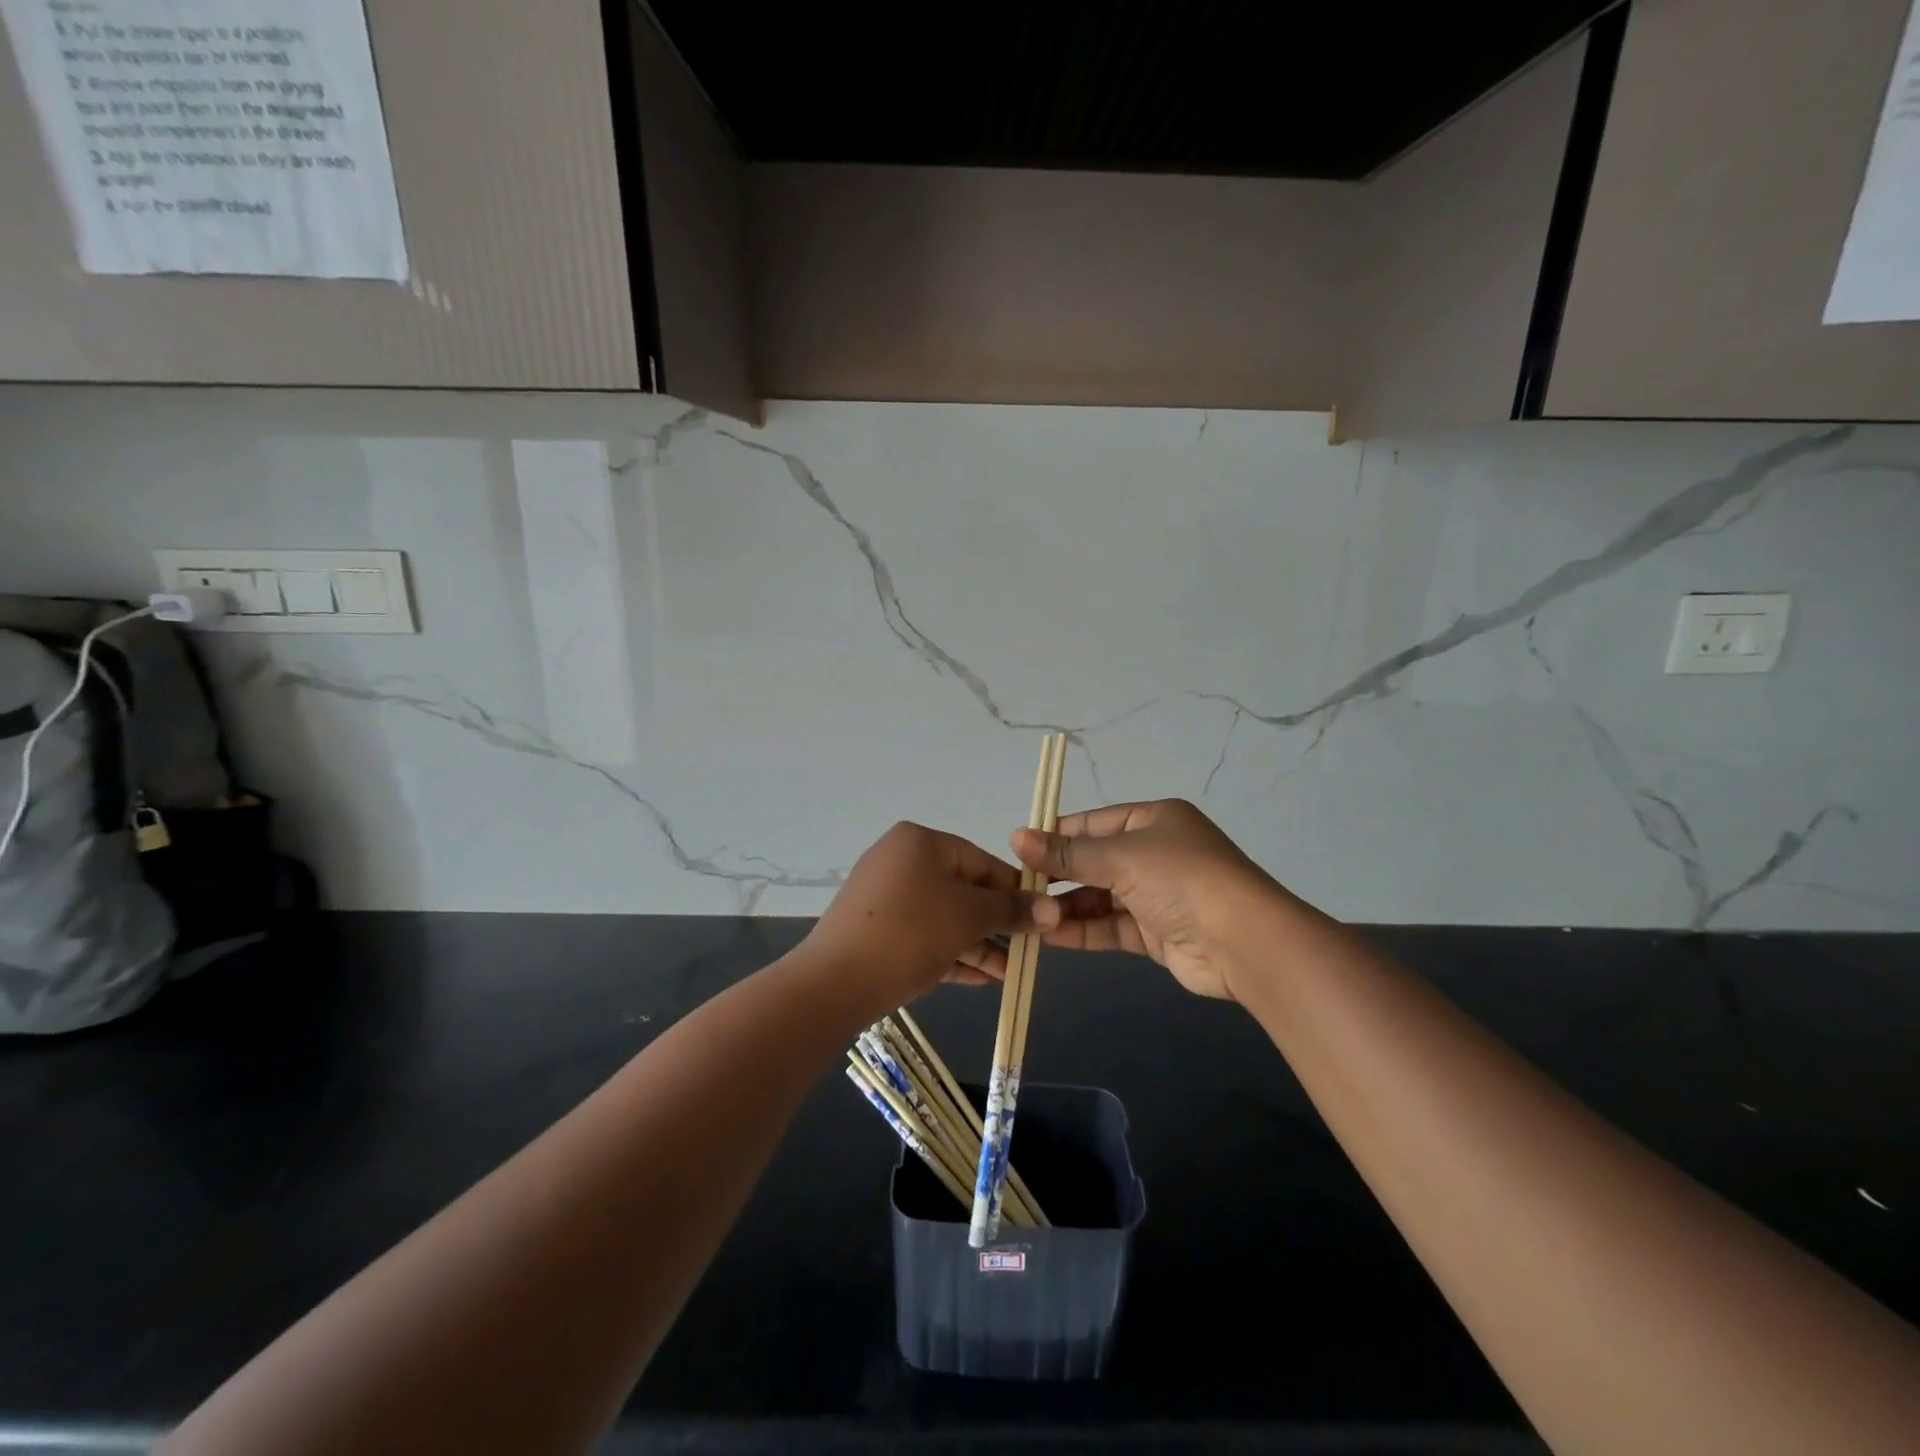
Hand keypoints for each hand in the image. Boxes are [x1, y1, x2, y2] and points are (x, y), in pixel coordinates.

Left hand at [805, 822, 1059, 1009]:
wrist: (835, 981)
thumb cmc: (911, 932)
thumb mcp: (968, 917)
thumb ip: (1010, 910)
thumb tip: (1052, 909)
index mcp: (920, 842)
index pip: (982, 861)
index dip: (1015, 891)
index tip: (1042, 918)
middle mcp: (900, 861)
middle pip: (963, 890)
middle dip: (997, 923)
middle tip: (1028, 950)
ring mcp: (884, 897)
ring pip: (944, 917)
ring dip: (978, 944)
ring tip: (1009, 973)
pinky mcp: (874, 930)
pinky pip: (922, 936)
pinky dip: (951, 953)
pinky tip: (981, 979)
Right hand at [1012, 799, 1277, 1000]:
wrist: (1243, 941)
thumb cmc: (1180, 879)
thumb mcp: (1120, 857)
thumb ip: (1067, 853)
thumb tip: (1016, 836)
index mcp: (1152, 820)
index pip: (1092, 823)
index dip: (1056, 835)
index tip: (1018, 850)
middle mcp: (1155, 853)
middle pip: (1095, 861)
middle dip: (1058, 875)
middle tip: (1018, 888)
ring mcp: (1157, 894)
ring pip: (1100, 897)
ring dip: (1066, 906)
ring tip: (1028, 916)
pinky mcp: (1156, 932)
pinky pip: (1111, 926)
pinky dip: (1083, 930)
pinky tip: (1050, 935)